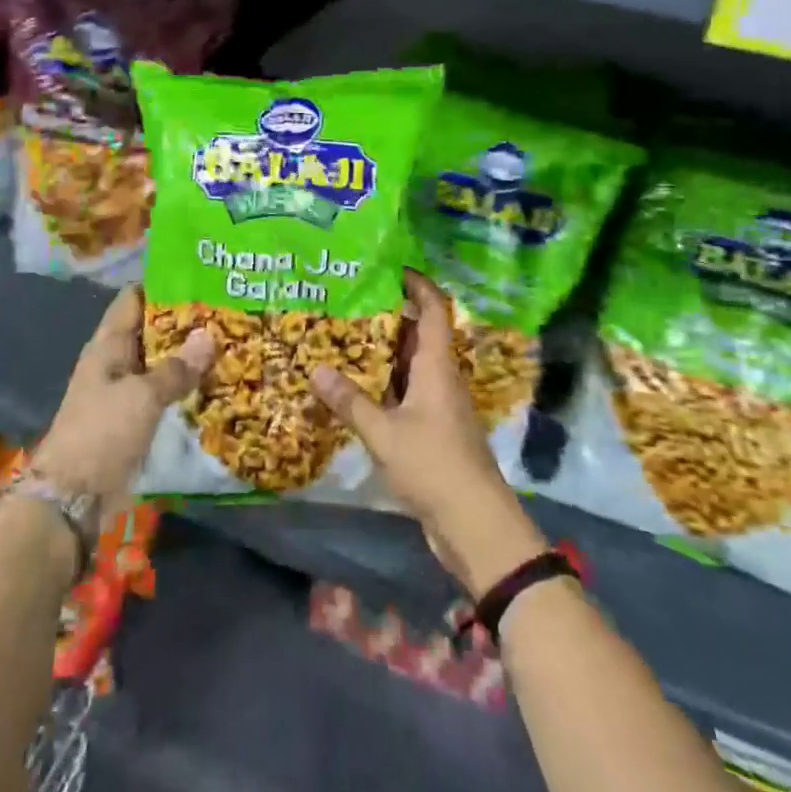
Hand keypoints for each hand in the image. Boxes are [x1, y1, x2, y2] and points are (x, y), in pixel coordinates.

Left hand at [34, 288, 212, 514]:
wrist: (73, 496)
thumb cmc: (103, 433)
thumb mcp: (142, 396)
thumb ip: (177, 368)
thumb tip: (210, 336)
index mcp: (107, 345)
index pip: (133, 300)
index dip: (162, 285)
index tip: (199, 277)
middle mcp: (115, 362)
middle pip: (150, 330)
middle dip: (184, 321)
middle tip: (227, 309)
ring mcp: (123, 392)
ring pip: (159, 363)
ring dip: (187, 355)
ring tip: (230, 341)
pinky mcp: (133, 420)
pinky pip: (162, 393)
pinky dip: (184, 385)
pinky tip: (215, 382)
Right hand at [308, 270, 546, 596]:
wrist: (474, 523)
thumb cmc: (433, 466)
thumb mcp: (384, 432)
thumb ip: (351, 401)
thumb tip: (315, 369)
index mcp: (437, 368)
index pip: (434, 311)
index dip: (419, 285)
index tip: (393, 268)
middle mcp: (442, 379)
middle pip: (421, 336)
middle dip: (392, 316)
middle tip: (352, 302)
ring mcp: (440, 407)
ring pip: (413, 366)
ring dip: (387, 352)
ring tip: (348, 338)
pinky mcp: (435, 431)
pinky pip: (408, 394)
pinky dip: (387, 385)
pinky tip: (360, 389)